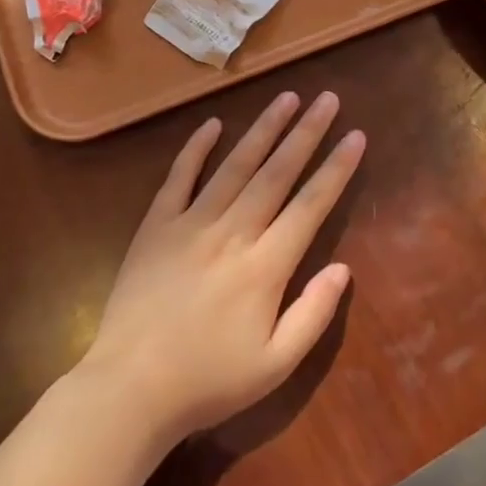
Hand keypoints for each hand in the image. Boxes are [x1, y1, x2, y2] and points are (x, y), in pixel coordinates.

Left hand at [84, 92, 361, 443]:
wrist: (130, 388)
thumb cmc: (208, 381)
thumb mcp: (275, 365)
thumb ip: (313, 315)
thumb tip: (343, 268)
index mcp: (265, 266)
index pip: (310, 205)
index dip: (336, 168)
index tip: (355, 136)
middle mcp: (232, 232)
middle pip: (276, 173)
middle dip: (306, 133)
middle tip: (327, 98)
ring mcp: (191, 223)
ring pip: (234, 165)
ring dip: (263, 129)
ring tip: (286, 97)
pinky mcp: (156, 225)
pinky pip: (179, 177)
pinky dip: (196, 148)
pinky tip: (212, 124)